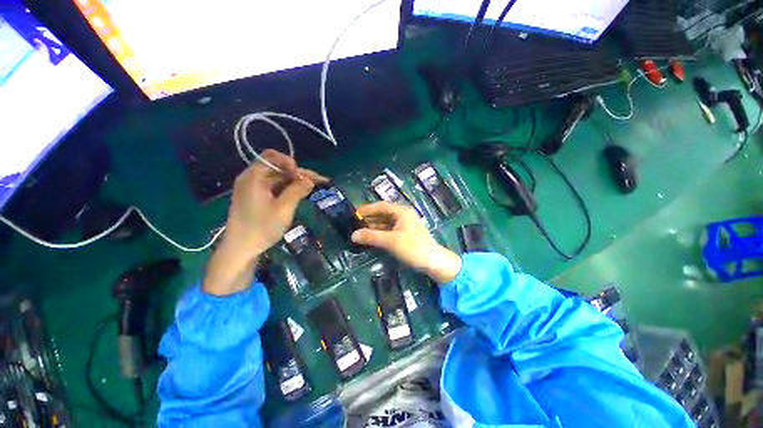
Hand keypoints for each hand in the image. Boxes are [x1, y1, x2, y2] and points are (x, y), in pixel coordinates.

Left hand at [225, 150, 327, 255]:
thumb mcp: (283, 209)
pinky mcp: (257, 198)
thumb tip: (310, 179)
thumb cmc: (261, 228)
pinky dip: (288, 188)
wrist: (241, 249)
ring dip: (295, 181)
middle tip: (318, 182)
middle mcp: (252, 179)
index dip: (290, 162)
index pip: (272, 157)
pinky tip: (300, 193)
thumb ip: (297, 191)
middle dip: (298, 173)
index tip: (303, 176)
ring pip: (278, 178)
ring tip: (313, 187)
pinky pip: (275, 187)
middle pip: (277, 167)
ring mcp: (254, 188)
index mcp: (253, 177)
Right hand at [351, 202, 461, 283]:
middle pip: (383, 214)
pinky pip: (389, 231)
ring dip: (374, 227)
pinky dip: (380, 233)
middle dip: (369, 218)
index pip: (381, 206)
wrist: (433, 262)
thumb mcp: (391, 241)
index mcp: (402, 212)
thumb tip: (353, 235)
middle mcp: (403, 216)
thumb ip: (372, 237)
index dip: (367, 209)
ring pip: (385, 223)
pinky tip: (371, 238)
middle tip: (354, 224)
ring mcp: (405, 225)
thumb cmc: (413, 247)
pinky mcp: (405, 235)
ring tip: (359, 232)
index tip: (354, 213)